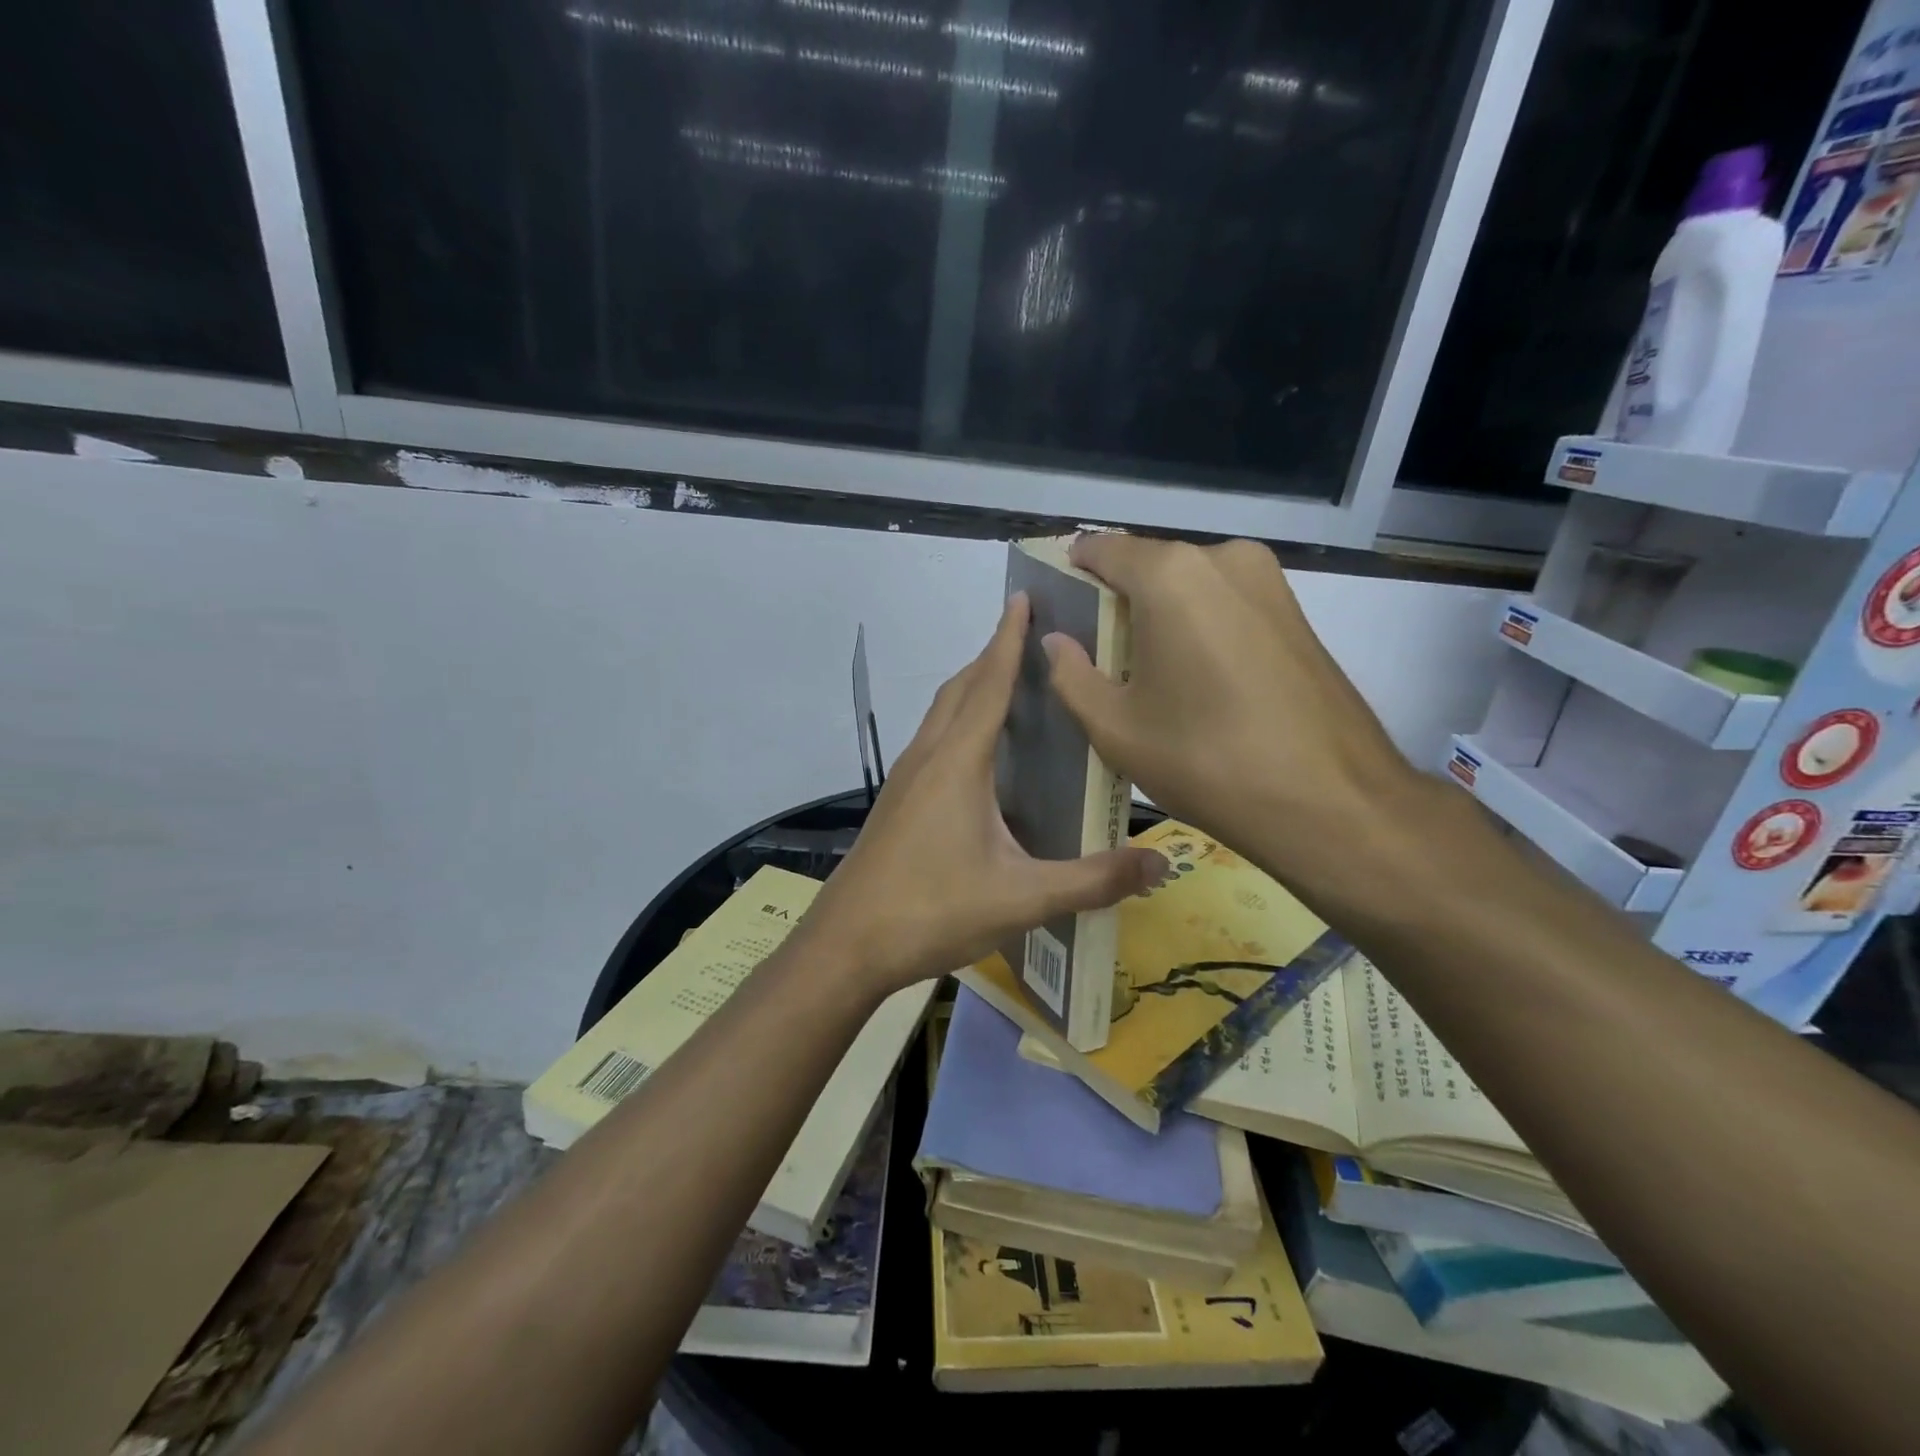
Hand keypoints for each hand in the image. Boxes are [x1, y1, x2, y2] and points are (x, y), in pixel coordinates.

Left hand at [799, 593, 1166, 995]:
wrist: (847, 945)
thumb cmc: (931, 910)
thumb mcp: (1022, 898)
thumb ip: (1092, 880)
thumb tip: (1160, 864)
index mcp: (958, 762)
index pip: (990, 683)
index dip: (1008, 639)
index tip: (1023, 598)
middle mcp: (928, 757)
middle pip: (960, 689)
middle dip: (993, 657)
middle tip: (1031, 640)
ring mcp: (905, 780)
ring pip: (941, 715)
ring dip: (972, 689)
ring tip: (1010, 688)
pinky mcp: (897, 803)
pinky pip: (933, 742)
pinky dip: (959, 725)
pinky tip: (979, 758)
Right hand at [1042, 535, 1427, 902]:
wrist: (1331, 800)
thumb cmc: (1206, 759)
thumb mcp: (1116, 728)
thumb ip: (1071, 675)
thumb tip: (1057, 641)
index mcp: (1170, 574)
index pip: (1100, 550)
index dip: (1071, 575)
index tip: (1059, 614)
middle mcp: (1222, 559)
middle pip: (1147, 566)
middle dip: (1117, 602)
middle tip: (1099, 657)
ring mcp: (1268, 581)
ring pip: (1189, 586)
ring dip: (1160, 616)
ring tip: (1148, 675)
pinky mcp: (1295, 611)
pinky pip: (1225, 604)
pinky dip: (1199, 626)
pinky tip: (1195, 681)